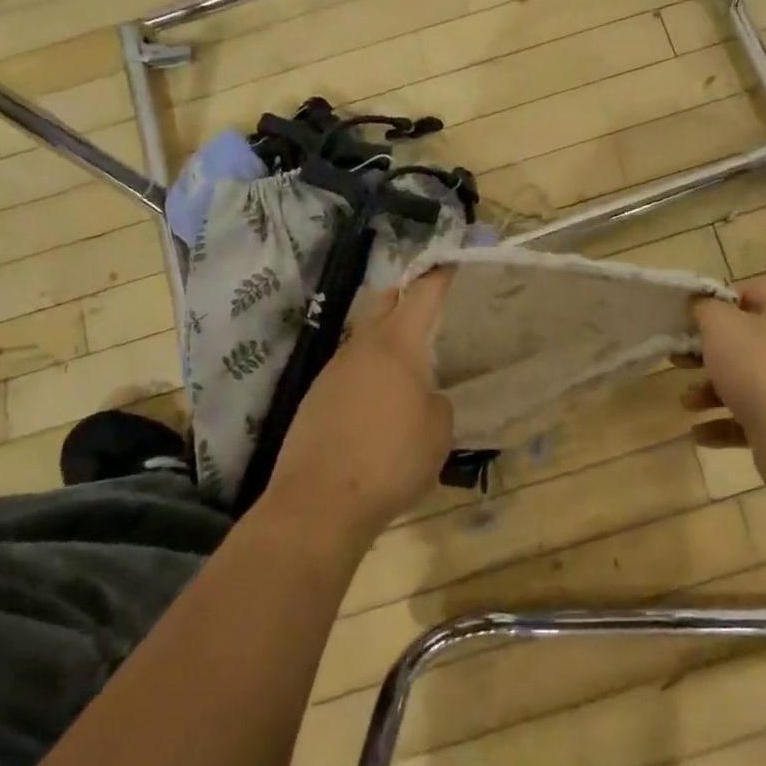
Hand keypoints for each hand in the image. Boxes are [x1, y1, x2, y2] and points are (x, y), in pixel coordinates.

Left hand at [267, 269, 454, 547]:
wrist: (319, 503)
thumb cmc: (391, 461)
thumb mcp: (438, 432)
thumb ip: (436, 403)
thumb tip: (423, 399)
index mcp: (396, 345)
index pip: (421, 294)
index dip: (439, 275)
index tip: (451, 262)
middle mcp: (360, 348)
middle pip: (383, 303)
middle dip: (406, 296)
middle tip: (429, 306)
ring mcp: (332, 372)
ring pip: (363, 339)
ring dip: (385, 340)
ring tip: (408, 365)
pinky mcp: (314, 399)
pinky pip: (348, 371)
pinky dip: (367, 373)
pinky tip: (378, 404)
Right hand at [685, 282, 765, 486]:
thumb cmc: (758, 366)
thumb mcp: (721, 325)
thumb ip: (705, 308)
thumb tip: (699, 303)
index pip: (753, 294)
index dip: (721, 301)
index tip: (692, 316)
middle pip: (744, 342)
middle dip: (707, 352)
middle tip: (678, 357)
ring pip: (744, 383)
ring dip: (710, 391)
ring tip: (686, 402)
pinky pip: (747, 420)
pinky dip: (721, 424)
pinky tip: (698, 433)